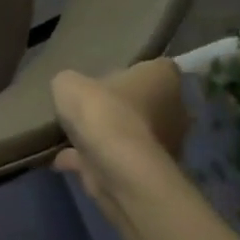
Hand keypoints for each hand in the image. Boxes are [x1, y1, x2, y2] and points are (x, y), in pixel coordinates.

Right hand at [51, 60, 188, 206]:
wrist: (117, 166)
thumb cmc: (102, 112)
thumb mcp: (68, 84)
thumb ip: (70, 83)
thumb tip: (72, 90)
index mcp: (163, 79)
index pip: (156, 68)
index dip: (133, 73)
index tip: (108, 80)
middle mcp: (175, 110)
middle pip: (147, 103)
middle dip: (122, 107)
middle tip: (90, 109)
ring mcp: (166, 144)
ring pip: (133, 134)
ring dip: (109, 137)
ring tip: (72, 138)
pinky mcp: (149, 171)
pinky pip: (117, 160)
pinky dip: (93, 161)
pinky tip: (63, 160)